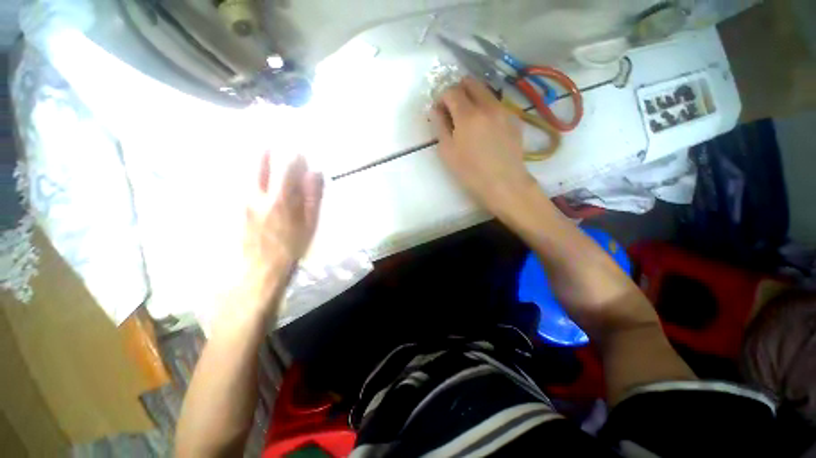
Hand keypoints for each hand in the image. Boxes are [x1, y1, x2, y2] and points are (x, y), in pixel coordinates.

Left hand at [238, 152, 323, 315]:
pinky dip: (239, 166)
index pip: (289, 166)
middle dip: (265, 142)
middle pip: (259, 160)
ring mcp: (240, 198)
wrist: (258, 270)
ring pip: (242, 166)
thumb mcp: (310, 225)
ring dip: (251, 150)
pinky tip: (242, 163)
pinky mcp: (230, 205)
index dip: (294, 152)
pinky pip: (233, 179)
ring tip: (256, 137)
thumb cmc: (291, 249)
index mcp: (282, 199)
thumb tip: (316, 173)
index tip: (298, 144)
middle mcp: (258, 194)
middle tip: (269, 128)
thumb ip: (314, 197)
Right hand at [432, 77, 536, 213]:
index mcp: (468, 114)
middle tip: (453, 110)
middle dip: (458, 91)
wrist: (504, 183)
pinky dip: (486, 109)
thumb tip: (436, 110)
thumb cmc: (470, 172)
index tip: (440, 111)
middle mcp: (487, 105)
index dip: (442, 98)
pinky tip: (485, 128)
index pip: (451, 91)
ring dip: (473, 98)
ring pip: (485, 91)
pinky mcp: (514, 119)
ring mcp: (504, 110)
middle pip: (471, 83)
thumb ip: (440, 126)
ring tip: (469, 120)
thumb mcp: (447, 152)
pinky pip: (497, 105)